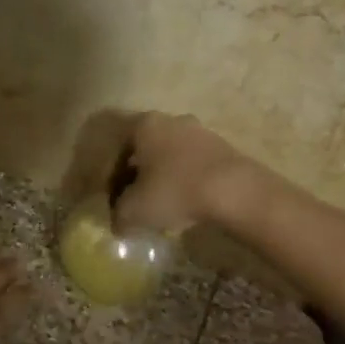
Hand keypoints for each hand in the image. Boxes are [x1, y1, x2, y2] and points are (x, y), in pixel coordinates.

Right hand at [114, 113, 262, 233]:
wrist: (234, 190)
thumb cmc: (174, 191)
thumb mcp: (134, 210)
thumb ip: (118, 215)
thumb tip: (118, 223)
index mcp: (144, 125)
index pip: (117, 148)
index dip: (110, 176)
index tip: (113, 201)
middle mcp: (171, 120)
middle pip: (144, 149)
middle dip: (136, 176)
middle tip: (135, 203)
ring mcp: (200, 131)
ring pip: (170, 156)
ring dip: (162, 178)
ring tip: (162, 206)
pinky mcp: (223, 147)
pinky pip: (193, 164)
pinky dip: (185, 181)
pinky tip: (187, 203)